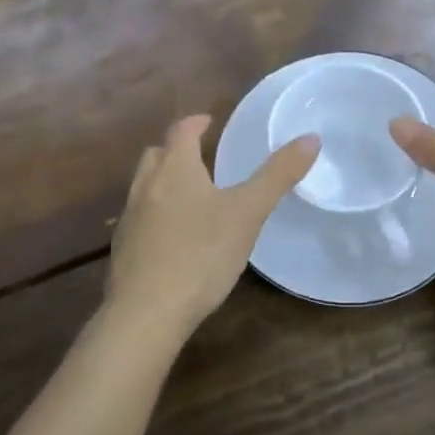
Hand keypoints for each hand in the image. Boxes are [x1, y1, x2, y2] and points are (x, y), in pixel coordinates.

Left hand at [106, 115, 317, 335]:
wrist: (146, 313)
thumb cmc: (201, 254)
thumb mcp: (248, 213)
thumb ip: (277, 176)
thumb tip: (311, 138)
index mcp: (175, 169)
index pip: (181, 131)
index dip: (196, 123)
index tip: (209, 121)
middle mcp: (146, 186)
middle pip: (156, 155)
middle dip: (175, 150)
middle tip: (198, 156)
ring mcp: (130, 219)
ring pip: (144, 186)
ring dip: (163, 181)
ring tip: (189, 195)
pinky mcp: (124, 250)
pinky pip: (139, 218)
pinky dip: (155, 214)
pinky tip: (172, 236)